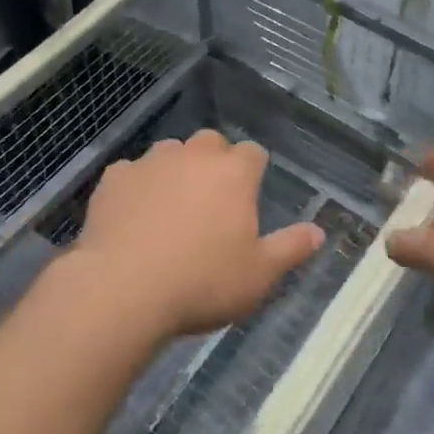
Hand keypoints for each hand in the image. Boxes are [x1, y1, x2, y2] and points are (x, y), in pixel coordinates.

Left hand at [74, 131, 324, 339]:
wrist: (123, 290)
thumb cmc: (202, 283)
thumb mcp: (259, 276)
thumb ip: (291, 248)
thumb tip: (319, 231)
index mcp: (233, 173)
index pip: (253, 154)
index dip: (253, 172)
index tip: (248, 197)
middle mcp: (194, 156)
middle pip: (211, 144)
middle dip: (215, 163)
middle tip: (212, 203)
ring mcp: (150, 162)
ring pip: (170, 152)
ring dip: (175, 170)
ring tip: (170, 209)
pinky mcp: (114, 177)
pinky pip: (131, 173)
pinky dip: (136, 187)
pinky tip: (131, 217)